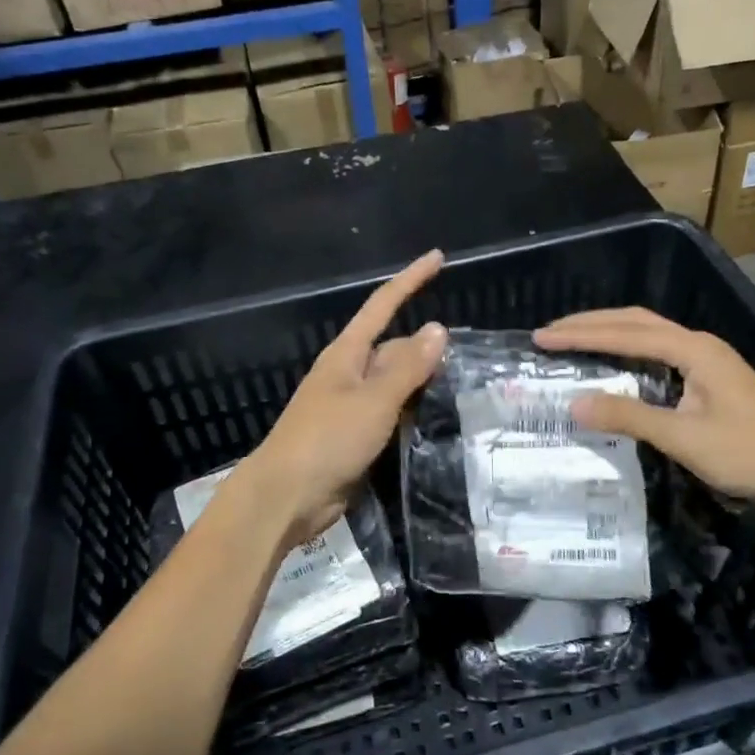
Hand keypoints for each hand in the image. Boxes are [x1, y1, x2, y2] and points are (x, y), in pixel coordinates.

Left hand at [237, 249, 446, 549]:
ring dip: (422, 384)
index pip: (383, 305)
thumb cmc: (327, 440)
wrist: (286, 497)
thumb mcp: (374, 400)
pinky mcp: (355, 436)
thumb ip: (407, 367)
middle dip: (425, 348)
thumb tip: (437, 328)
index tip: (438, 258)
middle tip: (468, 358)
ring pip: (395, 383)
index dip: (411, 280)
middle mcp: (349, 373)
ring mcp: (350, 405)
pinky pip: (390, 414)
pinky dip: (412, 413)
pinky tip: (436, 421)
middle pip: (394, 348)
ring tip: (463, 386)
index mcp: (347, 354)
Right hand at [532, 307, 754, 508]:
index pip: (626, 333)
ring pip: (648, 334)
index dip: (582, 334)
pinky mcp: (710, 379)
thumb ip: (629, 416)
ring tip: (572, 340)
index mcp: (694, 349)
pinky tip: (614, 364)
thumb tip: (575, 403)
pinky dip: (627, 351)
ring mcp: (707, 360)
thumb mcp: (684, 438)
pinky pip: (658, 353)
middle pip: (636, 321)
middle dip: (591, 323)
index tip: (543, 337)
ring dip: (609, 333)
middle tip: (550, 332)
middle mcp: (699, 344)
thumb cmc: (749, 453)